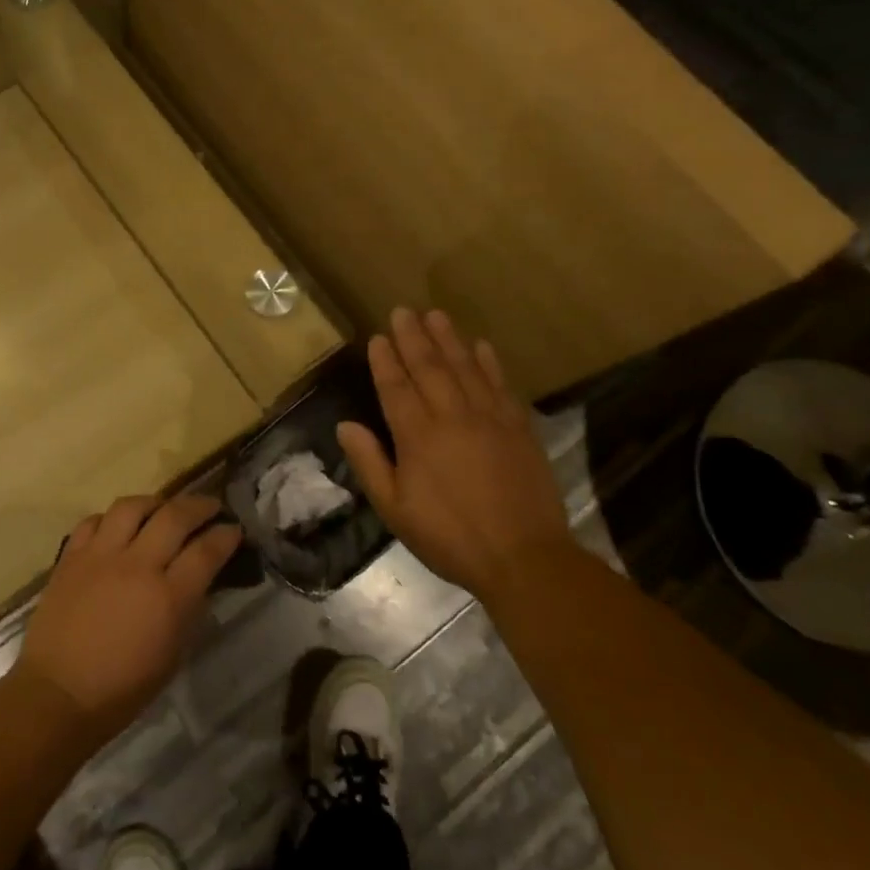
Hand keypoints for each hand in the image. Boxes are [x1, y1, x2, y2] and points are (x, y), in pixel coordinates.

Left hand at [15, 494, 241, 738]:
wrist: (58, 694)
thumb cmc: (122, 689)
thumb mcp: (172, 655)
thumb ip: (188, 610)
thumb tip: (199, 580)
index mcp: (168, 597)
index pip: (206, 551)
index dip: (225, 535)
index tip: (233, 529)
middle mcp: (137, 565)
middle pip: (174, 516)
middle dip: (199, 506)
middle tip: (210, 506)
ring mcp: (100, 556)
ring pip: (132, 506)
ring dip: (154, 503)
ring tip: (162, 509)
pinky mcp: (71, 556)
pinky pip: (94, 520)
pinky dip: (111, 519)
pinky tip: (118, 527)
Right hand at [337, 308, 570, 597]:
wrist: (524, 558)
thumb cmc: (449, 536)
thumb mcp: (395, 509)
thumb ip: (369, 463)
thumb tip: (345, 426)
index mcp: (417, 436)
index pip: (396, 387)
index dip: (386, 361)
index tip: (378, 337)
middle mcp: (452, 417)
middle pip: (429, 368)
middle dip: (413, 338)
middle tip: (403, 311)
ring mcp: (489, 419)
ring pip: (465, 368)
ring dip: (449, 339)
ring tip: (436, 315)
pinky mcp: (519, 428)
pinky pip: (500, 385)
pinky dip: (489, 363)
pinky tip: (481, 346)